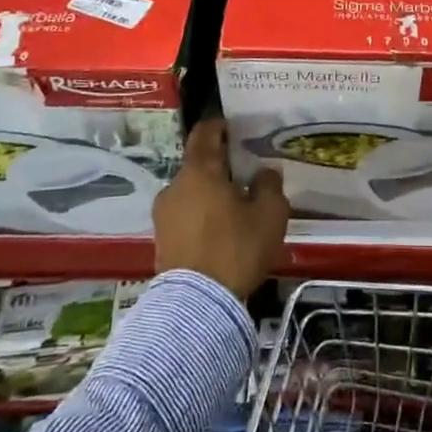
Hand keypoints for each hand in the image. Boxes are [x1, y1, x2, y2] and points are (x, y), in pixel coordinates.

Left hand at [154, 117, 288, 299]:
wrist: (197, 305)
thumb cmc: (236, 248)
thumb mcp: (269, 214)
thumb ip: (269, 186)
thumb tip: (263, 172)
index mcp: (199, 171)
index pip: (205, 134)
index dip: (218, 126)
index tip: (232, 126)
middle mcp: (175, 186)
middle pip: (198, 166)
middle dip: (220, 167)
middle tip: (244, 173)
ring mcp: (163, 215)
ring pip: (191, 193)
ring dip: (211, 194)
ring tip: (236, 206)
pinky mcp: (162, 241)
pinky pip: (186, 216)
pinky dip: (202, 216)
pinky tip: (222, 230)